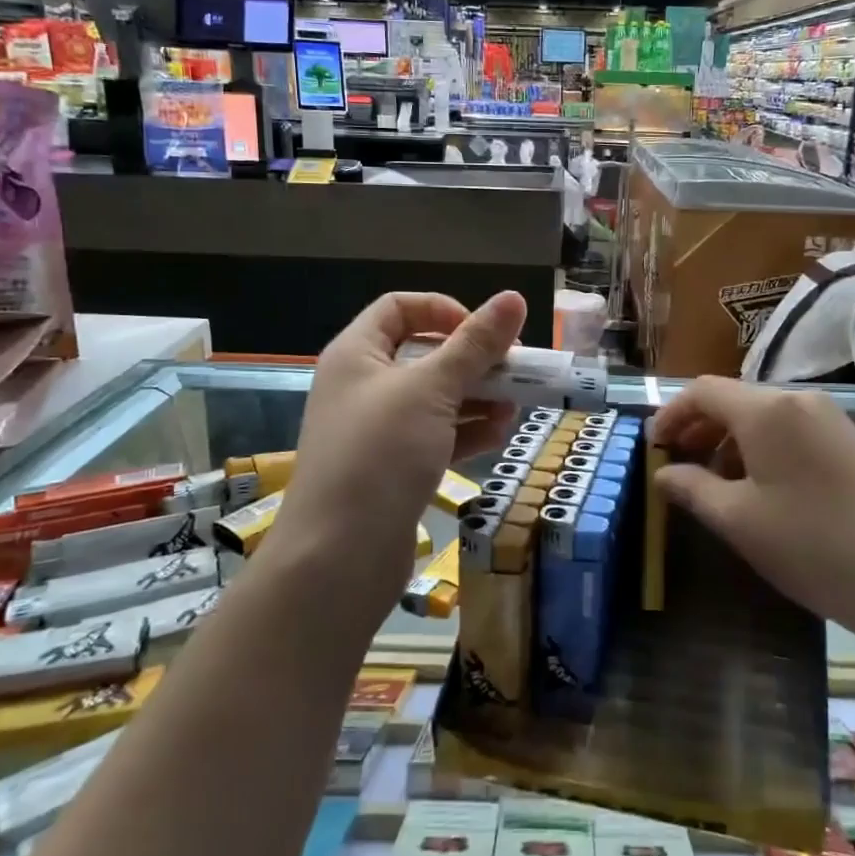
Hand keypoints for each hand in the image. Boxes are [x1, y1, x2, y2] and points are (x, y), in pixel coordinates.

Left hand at [272, 291, 524, 617]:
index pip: (399, 308)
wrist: (338, 558)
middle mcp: (362, 386)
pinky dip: (466, 432)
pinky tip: (499, 436)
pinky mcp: (392, 469)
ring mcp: (377, 431)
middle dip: (472, 360)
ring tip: (516, 406)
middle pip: (423, 354)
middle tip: (516, 370)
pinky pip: (435, 436)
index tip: (482, 332)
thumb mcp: (432, 389)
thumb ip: (475, 344)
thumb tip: (514, 297)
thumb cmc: (381, 454)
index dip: (443, 309)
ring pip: (434, 399)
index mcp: (356, 353)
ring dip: (477, 397)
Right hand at [649, 378, 854, 637]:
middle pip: (733, 398)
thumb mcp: (738, 520)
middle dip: (699, 427)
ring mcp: (829, 416)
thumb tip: (663, 473)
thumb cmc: (810, 545)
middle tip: (678, 464)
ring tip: (716, 481)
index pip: (703, 391)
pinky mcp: (848, 438)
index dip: (671, 414)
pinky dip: (762, 445)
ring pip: (763, 413)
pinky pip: (791, 426)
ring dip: (730, 438)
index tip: (654, 447)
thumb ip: (692, 488)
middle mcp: (798, 398)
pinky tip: (759, 485)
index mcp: (767, 409)